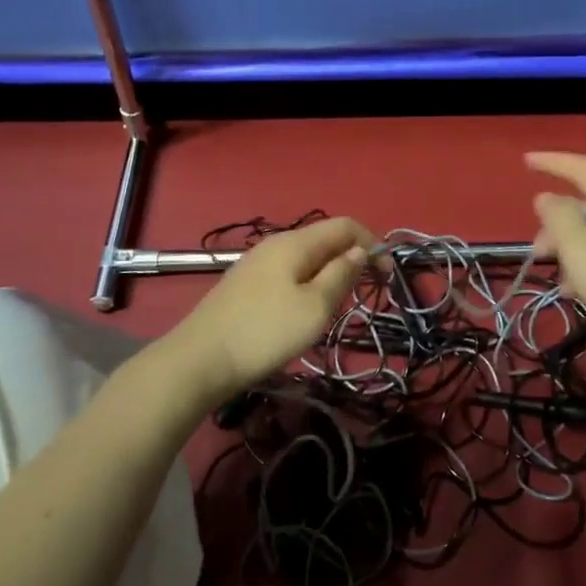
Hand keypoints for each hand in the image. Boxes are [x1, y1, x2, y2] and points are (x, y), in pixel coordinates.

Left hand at [168, 216, 374, 401]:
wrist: (199, 360)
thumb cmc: (265, 332)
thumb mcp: (314, 307)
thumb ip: (340, 275)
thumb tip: (359, 252)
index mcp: (296, 243)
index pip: (344, 225)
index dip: (372, 243)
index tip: (387, 274)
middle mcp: (276, 244)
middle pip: (324, 239)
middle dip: (352, 257)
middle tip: (366, 291)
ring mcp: (257, 264)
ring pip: (306, 257)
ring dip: (330, 272)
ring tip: (340, 303)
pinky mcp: (246, 285)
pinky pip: (289, 272)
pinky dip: (309, 282)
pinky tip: (306, 309)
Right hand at [526, 151, 585, 361]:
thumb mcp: (581, 250)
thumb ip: (559, 218)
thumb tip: (548, 198)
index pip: (584, 169)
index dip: (552, 163)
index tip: (524, 162)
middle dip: (558, 224)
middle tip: (537, 253)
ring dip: (571, 250)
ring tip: (560, 282)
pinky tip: (579, 295)